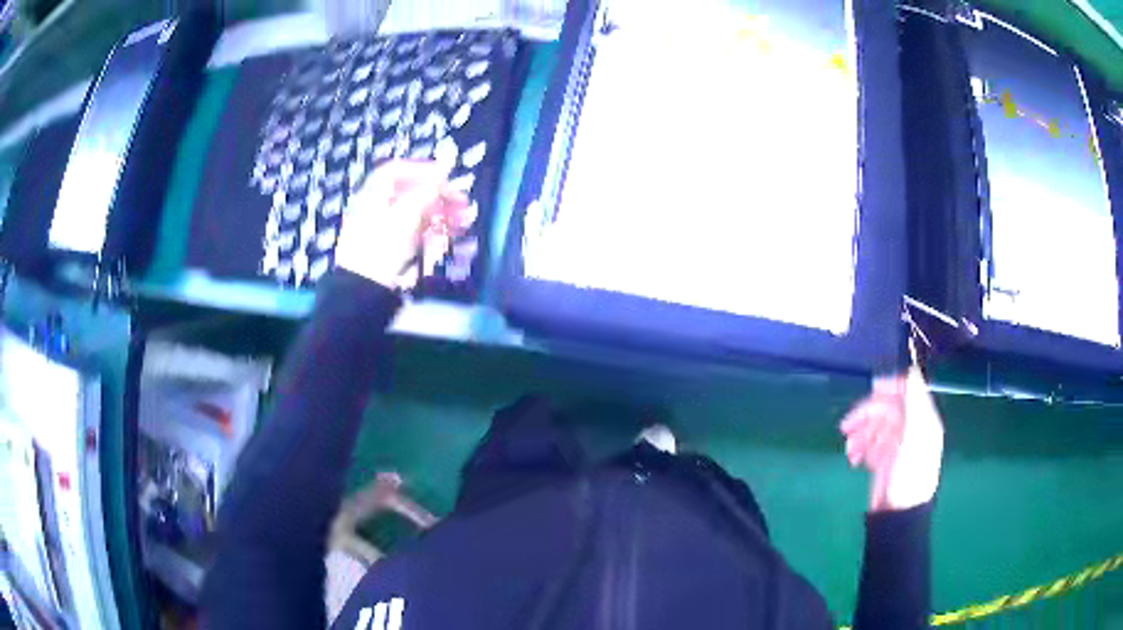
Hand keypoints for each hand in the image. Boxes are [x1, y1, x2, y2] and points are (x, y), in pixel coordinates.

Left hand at [335, 160, 469, 289]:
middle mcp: (378, 208)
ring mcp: (385, 230)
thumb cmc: (382, 244)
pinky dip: (434, 233)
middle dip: (440, 196)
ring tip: (463, 223)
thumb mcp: (407, 213)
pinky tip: (449, 238)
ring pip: (417, 215)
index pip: (397, 171)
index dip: (423, 170)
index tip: (446, 176)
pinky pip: (416, 235)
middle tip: (463, 203)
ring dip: (443, 215)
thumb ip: (428, 191)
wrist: (364, 288)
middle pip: (411, 194)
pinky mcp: (392, 251)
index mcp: (374, 194)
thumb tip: (444, 174)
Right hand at [840, 367, 943, 512]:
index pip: (908, 389)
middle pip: (887, 408)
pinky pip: (871, 444)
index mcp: (923, 419)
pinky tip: (853, 459)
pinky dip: (860, 448)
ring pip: (876, 426)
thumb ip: (913, 403)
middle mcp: (912, 428)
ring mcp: (898, 445)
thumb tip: (909, 370)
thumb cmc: (908, 477)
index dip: (890, 385)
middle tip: (846, 427)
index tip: (871, 387)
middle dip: (866, 415)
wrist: (897, 518)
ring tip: (850, 450)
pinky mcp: (885, 459)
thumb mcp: (914, 437)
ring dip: (860, 434)